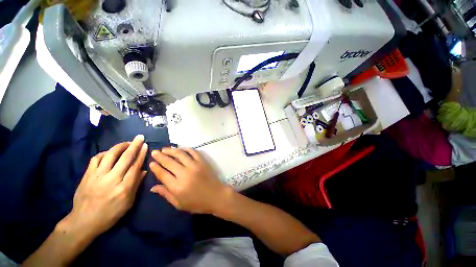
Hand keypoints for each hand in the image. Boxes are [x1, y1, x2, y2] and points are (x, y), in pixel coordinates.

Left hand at [64, 135, 147, 238]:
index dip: (141, 154)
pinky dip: (104, 153)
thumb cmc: (110, 214)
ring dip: (120, 146)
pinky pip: (96, 159)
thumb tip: (144, 171)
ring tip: (126, 142)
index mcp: (124, 188)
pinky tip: (109, 153)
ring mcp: (97, 176)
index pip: (135, 166)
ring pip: (110, 155)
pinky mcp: (87, 175)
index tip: (146, 146)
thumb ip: (136, 185)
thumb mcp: (128, 203)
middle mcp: (111, 179)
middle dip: (134, 145)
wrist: (83, 221)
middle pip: (125, 158)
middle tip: (140, 137)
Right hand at [149, 147, 231, 214]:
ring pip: (180, 154)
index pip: (162, 174)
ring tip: (165, 149)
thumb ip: (166, 194)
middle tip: (155, 152)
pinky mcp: (202, 162)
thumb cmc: (197, 203)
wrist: (216, 196)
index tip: (151, 162)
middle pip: (169, 162)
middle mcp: (184, 173)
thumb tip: (153, 187)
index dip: (155, 167)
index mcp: (177, 186)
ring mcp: (194, 166)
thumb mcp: (179, 204)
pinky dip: (186, 149)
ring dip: (171, 150)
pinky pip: (193, 152)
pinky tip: (180, 148)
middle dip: (160, 156)